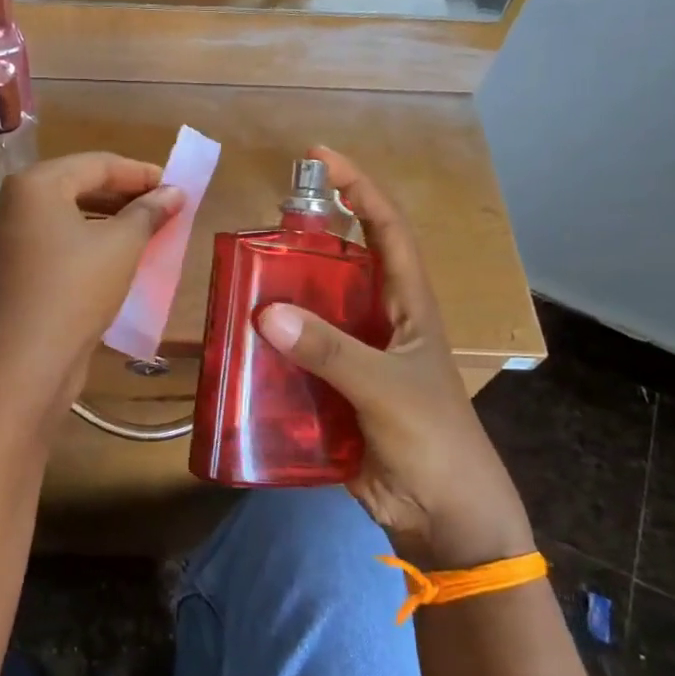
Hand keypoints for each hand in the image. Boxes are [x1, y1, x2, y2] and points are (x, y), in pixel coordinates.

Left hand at [0, 153, 183, 419]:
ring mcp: (8, 237)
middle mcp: (14, 203)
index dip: (140, 173)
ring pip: (68, 215)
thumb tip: (175, 193)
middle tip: (165, 208)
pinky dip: (88, 240)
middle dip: (125, 195)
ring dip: (109, 219)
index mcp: (35, 184)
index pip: (96, 164)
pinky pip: (56, 240)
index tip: (176, 186)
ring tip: (148, 230)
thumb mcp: (122, 246)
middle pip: (79, 185)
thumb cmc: (76, 289)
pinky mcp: (12, 268)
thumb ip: (149, 212)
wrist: (26, 362)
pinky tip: (116, 255)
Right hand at [256, 147, 532, 567]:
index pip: (387, 229)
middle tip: (256, 230)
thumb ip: (331, 351)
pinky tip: (234, 346)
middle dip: (302, 243)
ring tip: (233, 284)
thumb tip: (264, 312)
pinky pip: (292, 360)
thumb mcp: (387, 386)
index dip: (359, 188)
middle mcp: (378, 322)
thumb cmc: (433, 439)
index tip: (320, 158)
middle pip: (339, 267)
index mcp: (408, 306)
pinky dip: (266, 352)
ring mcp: (352, 358)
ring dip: (276, 300)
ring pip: (309, 314)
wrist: (441, 517)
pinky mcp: (329, 392)